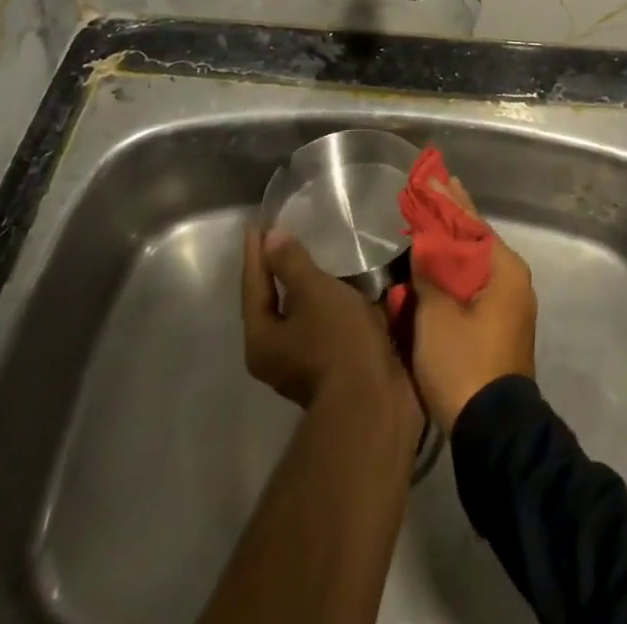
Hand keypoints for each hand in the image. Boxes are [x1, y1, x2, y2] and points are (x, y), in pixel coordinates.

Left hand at [242, 230, 416, 425]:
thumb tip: (271, 239)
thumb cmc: (337, 340)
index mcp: (261, 339)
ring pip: (298, 317)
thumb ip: (291, 264)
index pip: (253, 286)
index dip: (256, 254)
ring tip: (314, 259)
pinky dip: (326, 304)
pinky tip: (340, 289)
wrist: (373, 400)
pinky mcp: (331, 368)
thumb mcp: (313, 292)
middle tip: (282, 240)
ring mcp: (302, 366)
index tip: (256, 225)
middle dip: (277, 273)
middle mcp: (274, 357)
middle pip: (271, 305)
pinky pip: (321, 325)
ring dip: (305, 289)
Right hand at [409, 174, 537, 430]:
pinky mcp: (498, 329)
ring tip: (425, 227)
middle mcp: (512, 281)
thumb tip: (426, 240)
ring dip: (448, 251)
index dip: (449, 199)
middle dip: (448, 222)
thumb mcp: (437, 313)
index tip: (434, 176)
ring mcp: (507, 307)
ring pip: (472, 267)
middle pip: (474, 242)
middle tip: (426, 196)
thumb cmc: (464, 363)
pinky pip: (472, 289)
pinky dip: (452, 276)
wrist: (492, 432)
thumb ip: (431, 270)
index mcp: (504, 269)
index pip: (472, 222)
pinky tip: (432, 270)